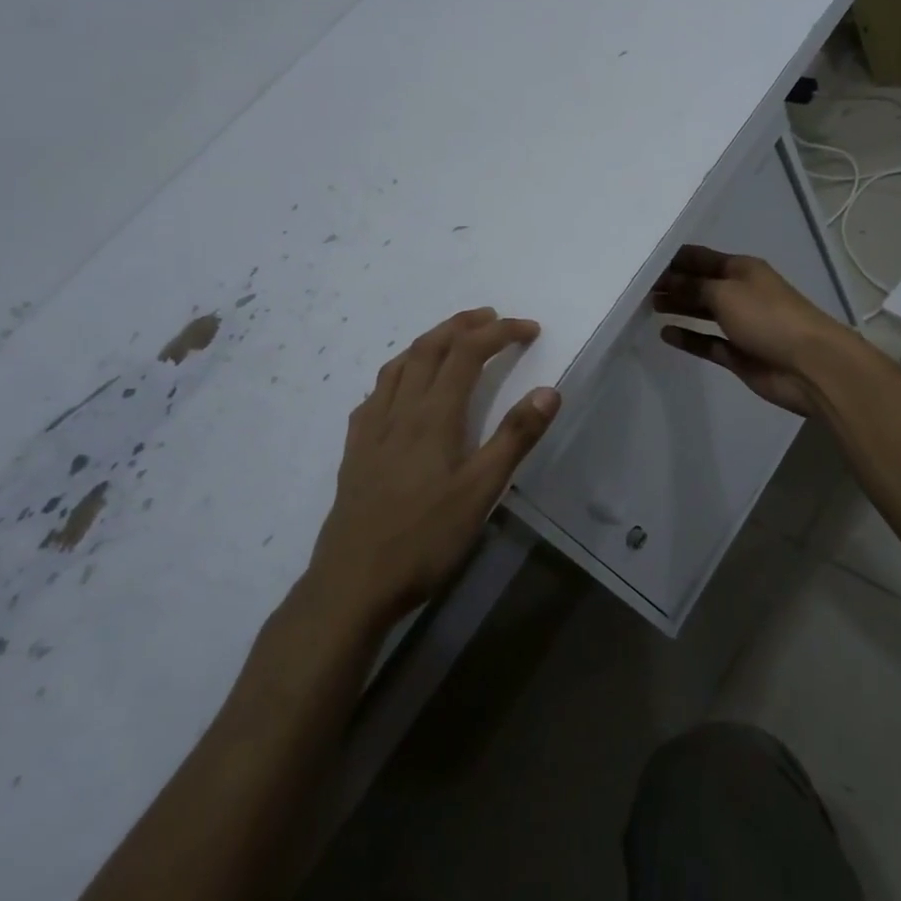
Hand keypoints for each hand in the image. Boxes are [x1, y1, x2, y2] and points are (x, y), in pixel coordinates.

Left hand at [307, 309, 560, 629]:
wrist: (352, 583)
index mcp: (433, 416)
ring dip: (428, 342)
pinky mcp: (354, 451)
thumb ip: (514, 438)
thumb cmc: (424, 539)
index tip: (529, 329)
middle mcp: (399, 411)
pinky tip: (400, 390)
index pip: (467, 353)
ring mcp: (371, 429)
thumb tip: (548, 390)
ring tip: (450, 339)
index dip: (499, 332)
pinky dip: (397, 374)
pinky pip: (375, 394)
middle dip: (462, 325)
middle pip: (428, 349)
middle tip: (491, 317)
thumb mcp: (480, 492)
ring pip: (398, 366)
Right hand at [651, 246, 850, 416]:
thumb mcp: (726, 293)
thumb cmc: (768, 317)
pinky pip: (707, 342)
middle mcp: (741, 292)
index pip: (701, 257)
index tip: (643, 260)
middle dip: (672, 283)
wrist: (809, 365)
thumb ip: (694, 286)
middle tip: (637, 286)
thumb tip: (668, 281)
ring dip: (679, 307)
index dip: (674, 259)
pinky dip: (688, 337)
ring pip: (703, 312)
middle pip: (700, 284)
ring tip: (648, 306)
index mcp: (742, 269)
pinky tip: (665, 334)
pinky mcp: (738, 353)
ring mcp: (740, 324)